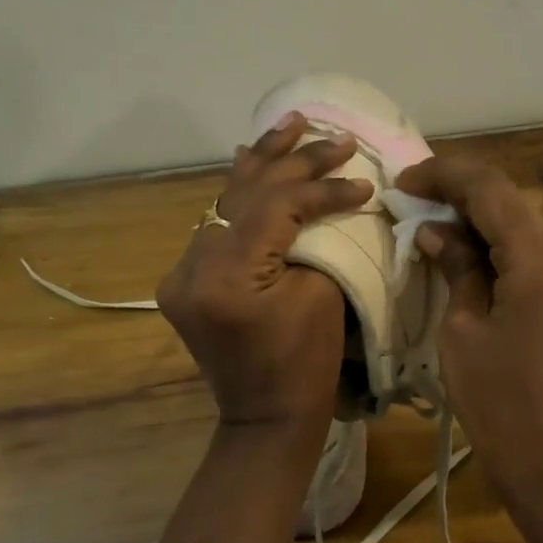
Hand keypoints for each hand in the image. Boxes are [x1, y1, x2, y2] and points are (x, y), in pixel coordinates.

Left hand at [157, 113, 372, 429]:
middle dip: (292, 161)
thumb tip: (323, 203)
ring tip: (290, 124)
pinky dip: (240, 196)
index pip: (277, 207)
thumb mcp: (322, 297)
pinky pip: (216, 226)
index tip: (362, 178)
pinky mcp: (185, 280)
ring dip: (261, 164)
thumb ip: (315, 240)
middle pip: (245, 195)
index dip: (322, 187)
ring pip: (225, 203)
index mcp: (227, 276)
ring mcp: (181, 273)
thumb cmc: (306, 366)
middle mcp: (192, 266)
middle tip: (330, 133)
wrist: (266, 418)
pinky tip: (250, 161)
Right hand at [396, 155, 542, 500]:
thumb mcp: (463, 329)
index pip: (490, 190)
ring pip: (525, 230)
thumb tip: (435, 230)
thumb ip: (455, 266)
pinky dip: (504, 252)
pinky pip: (539, 258)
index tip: (405, 184)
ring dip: (481, 227)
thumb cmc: (497, 401)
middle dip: (460, 201)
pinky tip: (472, 261)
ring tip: (435, 235)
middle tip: (414, 207)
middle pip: (510, 207)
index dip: (444, 177)